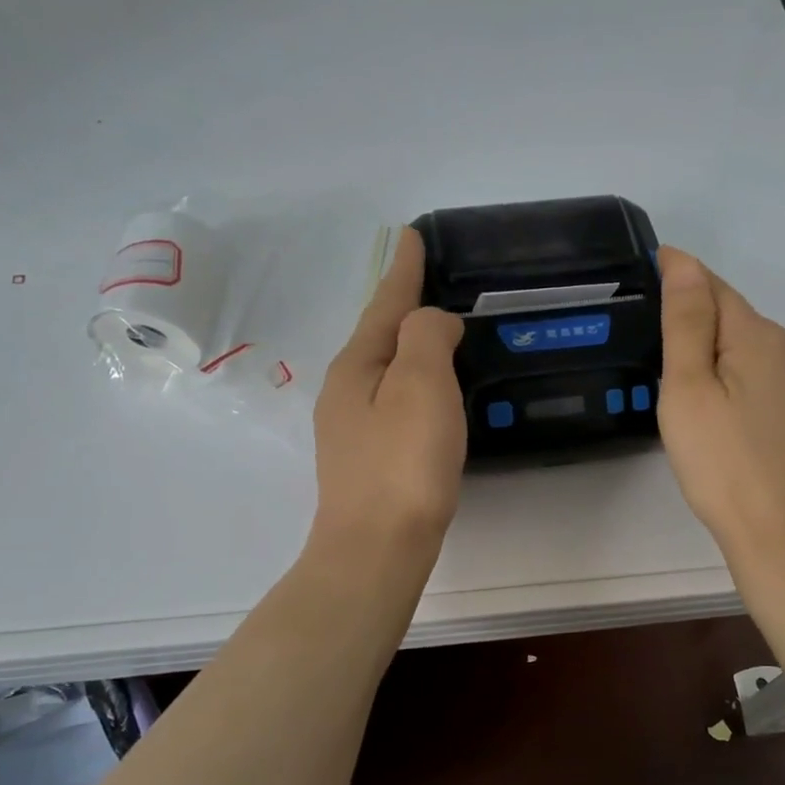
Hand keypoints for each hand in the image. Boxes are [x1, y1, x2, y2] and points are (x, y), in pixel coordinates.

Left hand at [309, 227, 466, 553]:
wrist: (377, 551)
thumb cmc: (402, 464)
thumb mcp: (418, 384)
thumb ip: (425, 338)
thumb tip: (432, 322)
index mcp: (356, 366)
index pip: (385, 303)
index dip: (404, 269)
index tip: (411, 234)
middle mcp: (346, 392)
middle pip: (380, 335)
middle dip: (403, 306)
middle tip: (432, 281)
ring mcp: (353, 430)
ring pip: (386, 371)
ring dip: (410, 346)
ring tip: (438, 331)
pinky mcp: (371, 462)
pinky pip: (395, 403)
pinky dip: (415, 384)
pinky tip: (431, 395)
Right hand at [656, 247, 784, 568]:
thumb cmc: (725, 465)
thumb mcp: (690, 391)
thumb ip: (686, 323)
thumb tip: (683, 262)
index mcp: (758, 336)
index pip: (713, 286)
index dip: (680, 274)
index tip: (647, 268)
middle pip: (736, 316)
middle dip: (697, 314)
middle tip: (653, 332)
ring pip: (754, 348)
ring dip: (720, 348)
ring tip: (683, 374)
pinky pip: (770, 376)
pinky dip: (741, 376)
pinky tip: (726, 408)